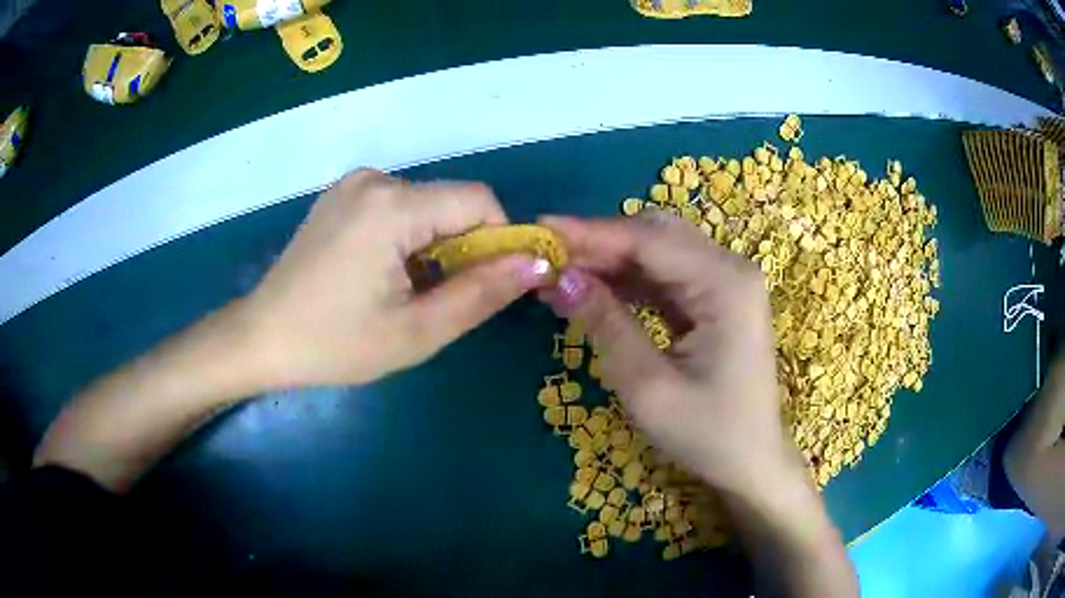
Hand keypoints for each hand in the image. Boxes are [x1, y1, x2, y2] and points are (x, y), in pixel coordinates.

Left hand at [234, 169, 553, 388]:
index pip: (479, 201)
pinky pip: (397, 208)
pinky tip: (379, 274)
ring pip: (426, 207)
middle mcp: (374, 179)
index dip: (499, 241)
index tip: (488, 286)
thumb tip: (537, 263)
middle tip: (437, 301)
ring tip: (403, 292)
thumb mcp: (416, 331)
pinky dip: (407, 238)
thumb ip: (482, 293)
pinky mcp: (340, 197)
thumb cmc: (334, 344)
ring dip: (433, 247)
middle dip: (462, 249)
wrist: (261, 339)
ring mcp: (352, 185)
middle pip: (451, 203)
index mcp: (391, 206)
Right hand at [539, 212, 798, 494]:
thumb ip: (606, 325)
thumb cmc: (707, 433)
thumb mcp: (648, 386)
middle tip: (548, 256)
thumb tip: (560, 279)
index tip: (540, 230)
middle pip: (656, 235)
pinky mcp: (717, 300)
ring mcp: (726, 283)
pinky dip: (629, 281)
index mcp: (725, 284)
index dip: (591, 233)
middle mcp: (730, 270)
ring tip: (561, 273)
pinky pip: (666, 276)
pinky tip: (594, 290)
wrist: (750, 461)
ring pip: (659, 252)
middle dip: (600, 243)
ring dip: (611, 261)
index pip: (648, 240)